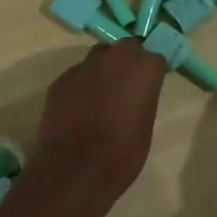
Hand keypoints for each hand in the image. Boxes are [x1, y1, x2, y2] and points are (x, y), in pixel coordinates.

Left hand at [28, 40, 167, 216]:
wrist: (77, 169)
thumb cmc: (123, 152)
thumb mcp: (146, 124)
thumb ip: (143, 97)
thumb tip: (136, 93)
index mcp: (143, 67)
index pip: (155, 58)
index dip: (152, 72)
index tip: (151, 85)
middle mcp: (115, 57)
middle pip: (126, 48)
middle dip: (128, 61)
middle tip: (127, 85)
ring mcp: (85, 66)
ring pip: (99, 57)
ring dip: (104, 69)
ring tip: (102, 94)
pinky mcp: (61, 79)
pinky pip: (77, 75)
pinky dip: (82, 85)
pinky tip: (79, 107)